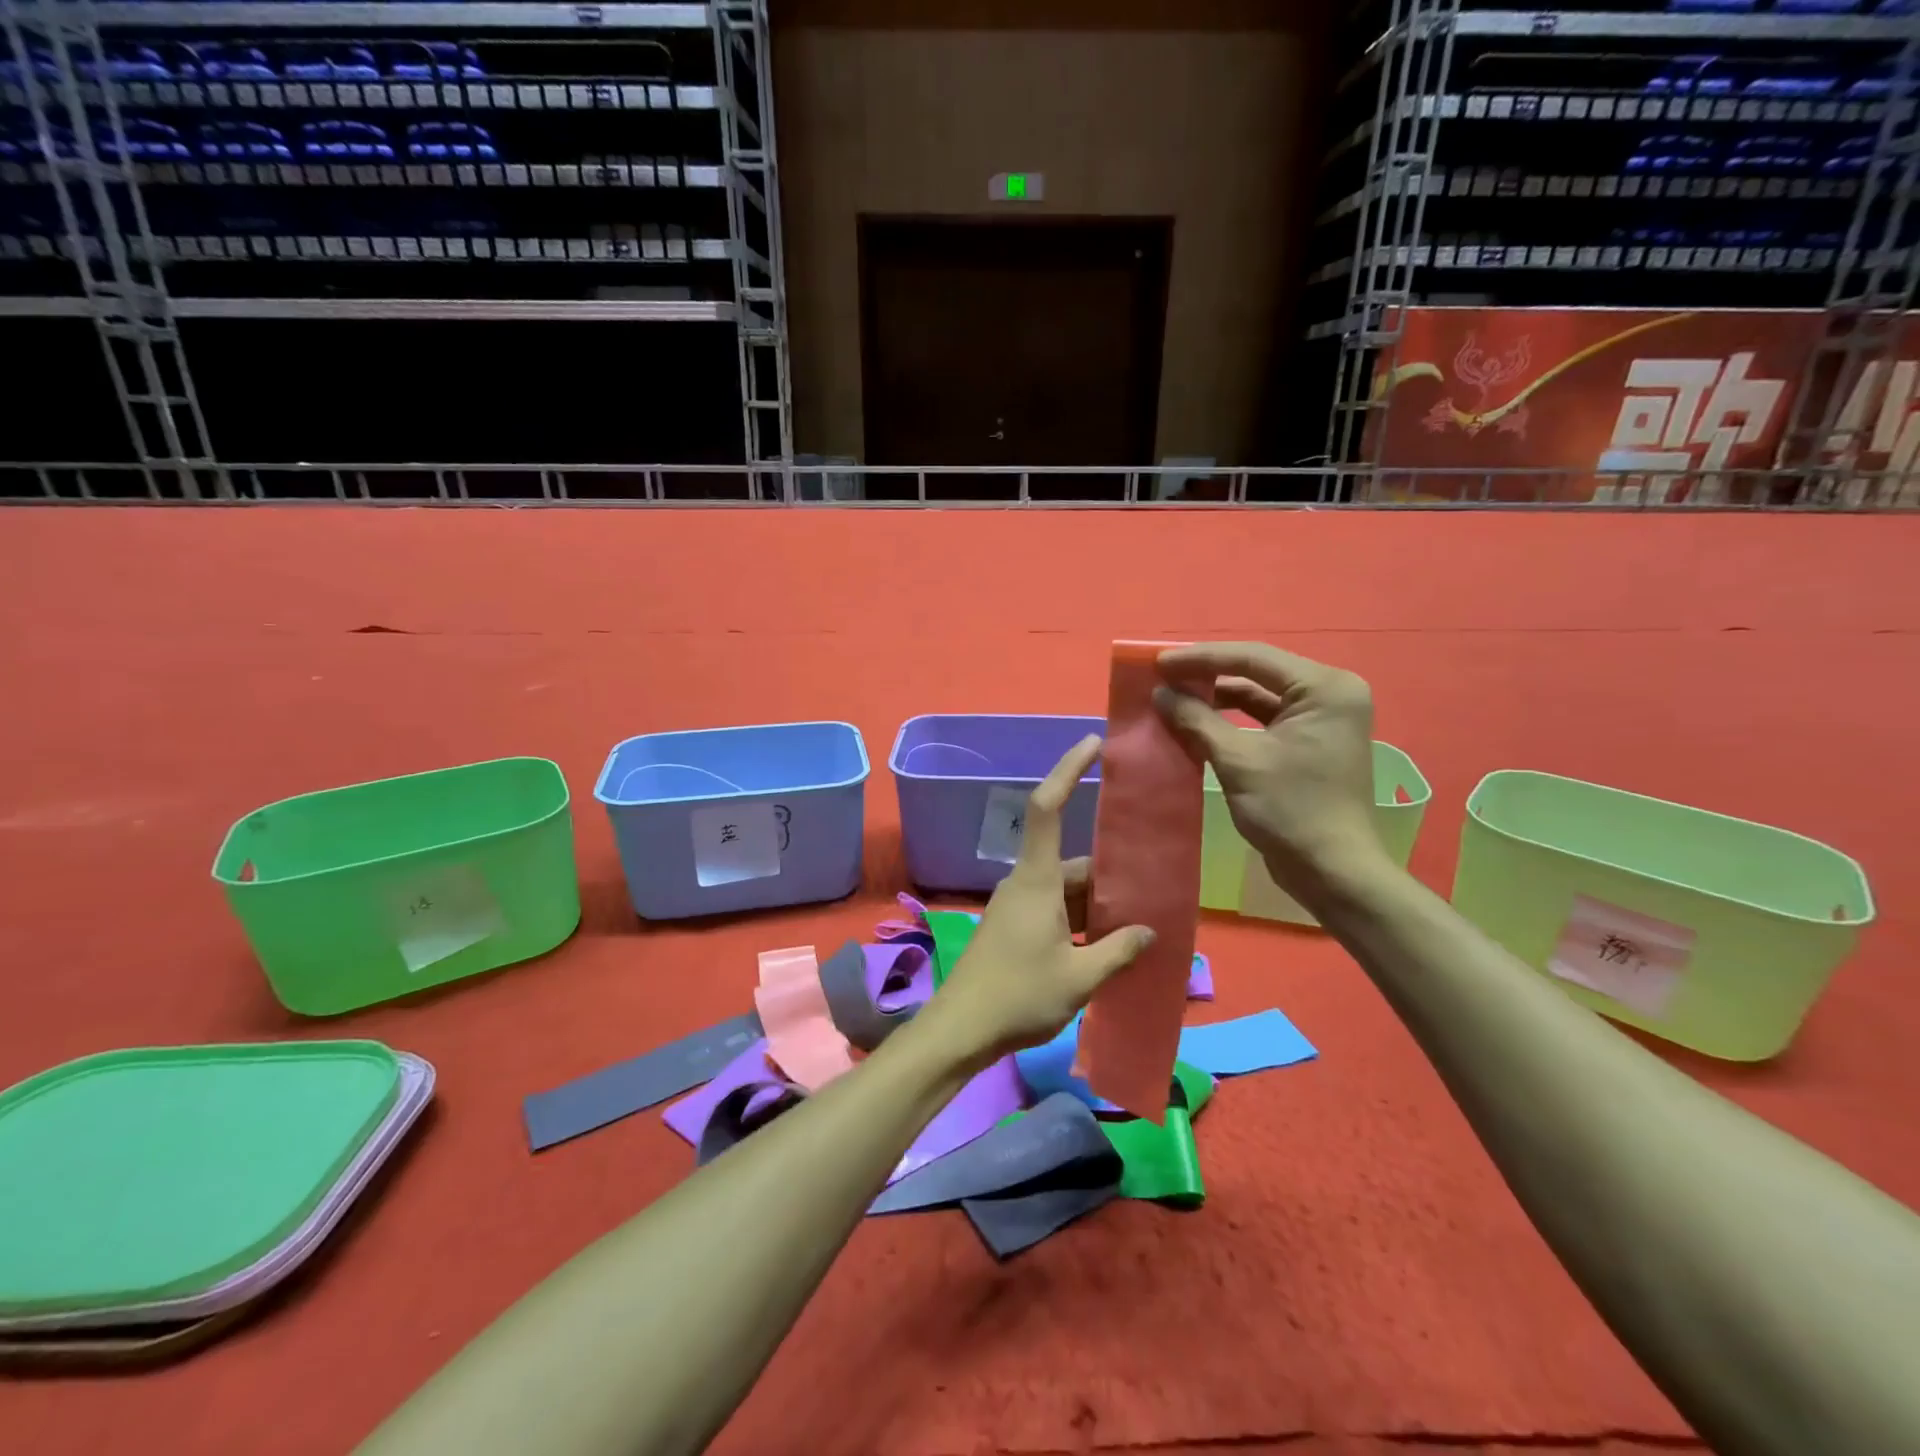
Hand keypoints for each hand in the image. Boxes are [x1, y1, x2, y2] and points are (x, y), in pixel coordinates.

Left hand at [919, 735, 1154, 1065]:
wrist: (961, 1031)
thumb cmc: (1019, 996)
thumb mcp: (1079, 977)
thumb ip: (1117, 951)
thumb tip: (1148, 931)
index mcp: (1036, 880)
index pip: (1047, 808)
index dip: (1068, 770)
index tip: (1091, 743)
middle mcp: (1025, 884)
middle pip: (1073, 862)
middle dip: (1111, 874)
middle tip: (1155, 887)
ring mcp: (1017, 907)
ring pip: (1067, 890)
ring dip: (1099, 904)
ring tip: (1142, 922)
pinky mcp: (1014, 928)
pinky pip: (1056, 910)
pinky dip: (1083, 920)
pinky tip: (1109, 945)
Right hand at [1152, 642, 1388, 895]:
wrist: (1331, 871)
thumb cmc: (1290, 809)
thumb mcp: (1238, 760)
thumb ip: (1197, 720)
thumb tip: (1160, 693)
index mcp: (1324, 688)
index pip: (1253, 658)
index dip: (1201, 658)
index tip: (1158, 663)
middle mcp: (1329, 694)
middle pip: (1257, 672)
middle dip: (1207, 675)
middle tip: (1162, 677)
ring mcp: (1321, 719)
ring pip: (1258, 695)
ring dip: (1216, 697)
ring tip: (1173, 697)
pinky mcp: (1309, 742)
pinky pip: (1264, 719)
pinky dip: (1231, 720)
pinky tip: (1197, 722)